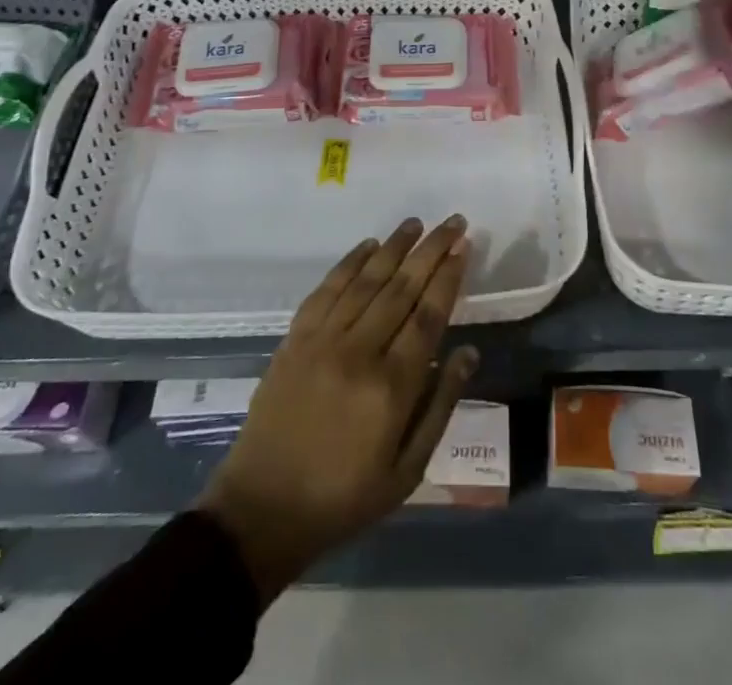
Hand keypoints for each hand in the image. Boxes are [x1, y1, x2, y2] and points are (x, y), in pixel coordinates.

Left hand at [197, 216, 477, 601]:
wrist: (263, 509)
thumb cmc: (344, 497)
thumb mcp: (407, 470)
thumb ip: (440, 406)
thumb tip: (469, 353)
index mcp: (391, 387)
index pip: (428, 315)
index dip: (448, 277)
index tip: (464, 247)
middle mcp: (359, 352)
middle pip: (402, 287)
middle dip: (431, 250)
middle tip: (453, 221)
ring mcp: (322, 341)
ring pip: (366, 280)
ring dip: (393, 247)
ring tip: (416, 223)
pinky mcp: (294, 339)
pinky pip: (326, 290)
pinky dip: (349, 263)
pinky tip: (368, 246)